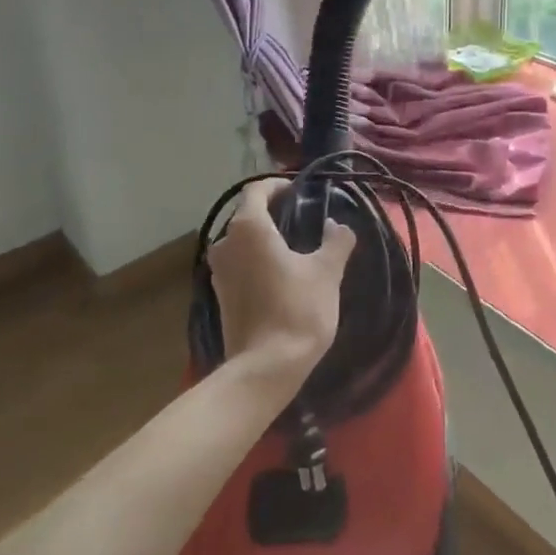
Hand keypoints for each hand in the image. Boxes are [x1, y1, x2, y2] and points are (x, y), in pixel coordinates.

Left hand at [207, 178, 354, 385]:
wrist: (266, 368)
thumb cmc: (297, 309)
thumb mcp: (327, 271)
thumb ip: (336, 240)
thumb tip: (337, 226)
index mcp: (248, 228)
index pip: (256, 190)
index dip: (278, 186)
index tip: (300, 192)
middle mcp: (225, 243)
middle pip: (247, 215)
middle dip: (273, 213)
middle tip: (303, 219)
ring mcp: (218, 272)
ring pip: (241, 242)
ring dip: (264, 239)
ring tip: (295, 248)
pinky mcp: (220, 296)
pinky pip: (239, 264)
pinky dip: (257, 261)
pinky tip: (281, 275)